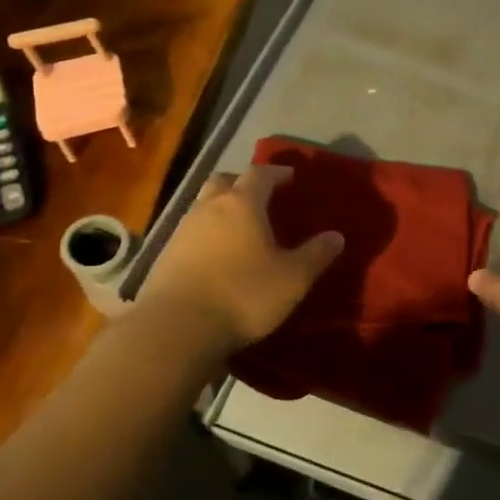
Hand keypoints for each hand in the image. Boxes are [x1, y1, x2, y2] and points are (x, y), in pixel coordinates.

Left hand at [137, 163, 342, 352]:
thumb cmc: (243, 295)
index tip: (289, 177)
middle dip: (242, 183)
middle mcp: (209, 208)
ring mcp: (182, 230)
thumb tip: (336, 236)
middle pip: (224, 181)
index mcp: (242, 204)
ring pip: (203, 206)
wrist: (177, 328)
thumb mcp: (292, 279)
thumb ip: (316, 255)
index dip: (276, 172)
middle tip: (260, 196)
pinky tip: (215, 256)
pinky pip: (190, 232)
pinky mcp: (164, 256)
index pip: (260, 173)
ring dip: (221, 208)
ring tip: (239, 228)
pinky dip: (205, 235)